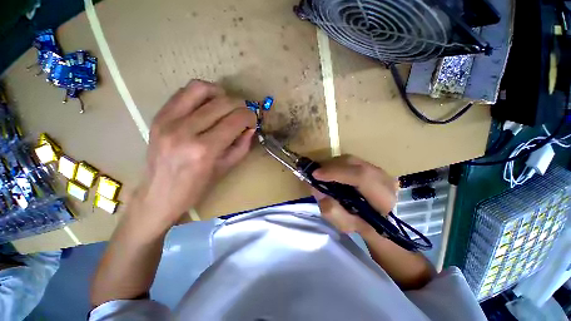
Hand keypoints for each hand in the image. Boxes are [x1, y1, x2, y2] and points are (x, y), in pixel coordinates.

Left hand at [130, 80, 255, 233]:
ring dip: (221, 93)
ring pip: (200, 88)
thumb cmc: (196, 187)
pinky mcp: (158, 116)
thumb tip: (250, 127)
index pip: (235, 120)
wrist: (158, 195)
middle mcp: (185, 130)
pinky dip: (201, 94)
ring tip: (227, 105)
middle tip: (244, 114)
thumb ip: (242, 145)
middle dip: (241, 106)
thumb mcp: (226, 168)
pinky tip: (208, 105)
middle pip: (222, 103)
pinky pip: (183, 92)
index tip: (253, 121)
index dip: (250, 117)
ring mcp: (168, 120)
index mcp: (204, 149)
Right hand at [311, 155, 397, 234]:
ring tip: (322, 174)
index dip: (336, 173)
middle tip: (315, 174)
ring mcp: (379, 170)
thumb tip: (316, 189)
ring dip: (332, 165)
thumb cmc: (364, 227)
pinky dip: (337, 165)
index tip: (315, 175)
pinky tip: (331, 172)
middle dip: (330, 167)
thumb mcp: (347, 225)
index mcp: (384, 198)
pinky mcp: (371, 166)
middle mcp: (384, 178)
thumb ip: (331, 210)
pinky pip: (350, 161)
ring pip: (350, 159)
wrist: (383, 221)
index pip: (361, 177)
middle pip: (353, 163)